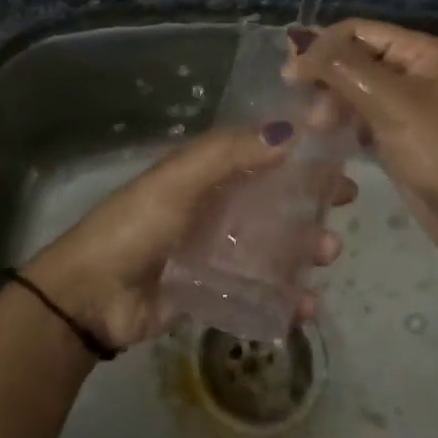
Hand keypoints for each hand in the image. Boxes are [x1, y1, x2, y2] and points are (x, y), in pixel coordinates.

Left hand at [24, 126, 352, 351]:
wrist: (92, 297)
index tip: (338, 153)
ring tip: (327, 255)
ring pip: (274, 244)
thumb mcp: (178, 180)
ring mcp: (217, 250)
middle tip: (345, 205)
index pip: (261, 153)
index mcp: (205, 173)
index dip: (299, 151)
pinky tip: (306, 307)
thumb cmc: (136, 226)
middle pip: (274, 198)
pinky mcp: (216, 291)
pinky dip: (286, 297)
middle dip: (311, 199)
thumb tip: (290, 130)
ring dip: (305, 247)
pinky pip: (260, 291)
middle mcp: (215, 207)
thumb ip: (228, 154)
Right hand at [284, 19, 437, 262]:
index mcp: (421, 51)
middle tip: (300, 102)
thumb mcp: (390, 101)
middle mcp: (414, 70)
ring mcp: (406, 103)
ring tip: (315, 126)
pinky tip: (325, 134)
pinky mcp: (397, 133)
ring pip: (354, 88)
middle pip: (355, 57)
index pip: (359, 30)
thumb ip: (343, 68)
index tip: (290, 73)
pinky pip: (360, 114)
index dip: (323, 45)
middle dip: (326, 76)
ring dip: (330, 101)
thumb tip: (300, 46)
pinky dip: (341, 120)